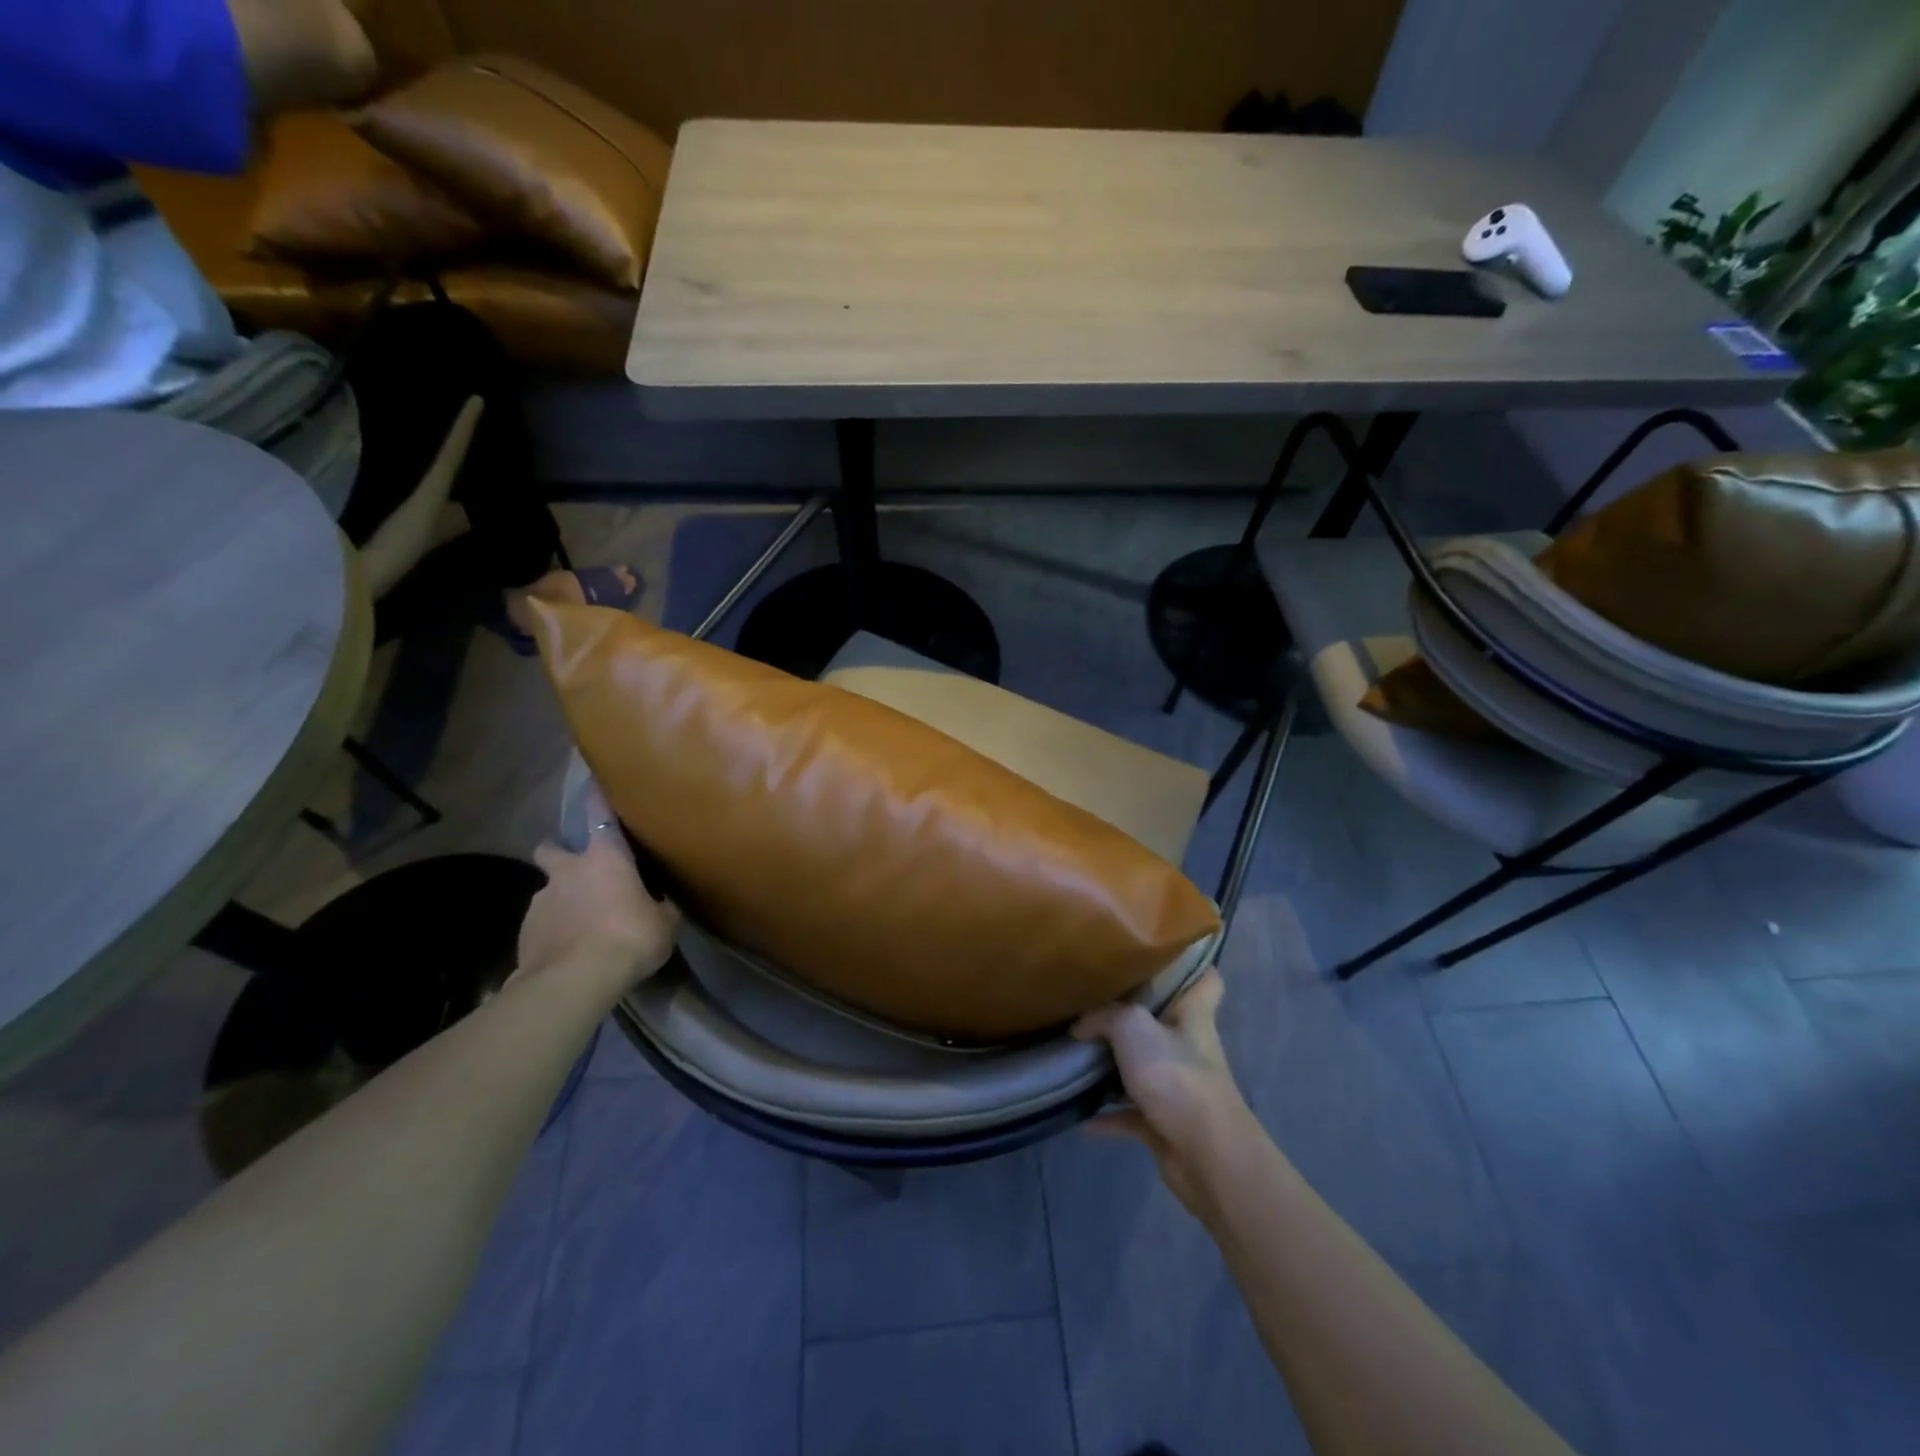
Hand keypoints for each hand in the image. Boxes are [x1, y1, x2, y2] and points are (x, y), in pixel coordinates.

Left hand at [517, 788, 679, 991]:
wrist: (576, 979)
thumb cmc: (630, 937)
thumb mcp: (665, 923)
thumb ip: (661, 907)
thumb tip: (663, 904)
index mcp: (605, 856)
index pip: (599, 814)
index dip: (597, 798)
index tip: (594, 785)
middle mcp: (568, 869)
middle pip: (552, 848)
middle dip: (560, 853)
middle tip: (578, 870)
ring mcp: (540, 900)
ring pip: (547, 889)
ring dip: (560, 898)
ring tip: (578, 922)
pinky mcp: (524, 931)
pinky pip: (541, 922)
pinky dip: (553, 929)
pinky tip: (567, 948)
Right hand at [1072, 970, 1252, 1212]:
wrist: (1206, 1156)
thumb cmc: (1177, 1076)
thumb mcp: (1133, 1027)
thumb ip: (1104, 1017)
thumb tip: (1080, 1026)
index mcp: (1193, 1016)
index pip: (1205, 980)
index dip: (1190, 966)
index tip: (1159, 954)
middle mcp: (1189, 1048)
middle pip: (1165, 1022)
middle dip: (1134, 1014)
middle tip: (1097, 1000)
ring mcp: (1180, 1088)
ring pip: (1144, 1067)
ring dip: (1116, 1065)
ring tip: (1078, 1053)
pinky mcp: (1166, 1124)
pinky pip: (1129, 1113)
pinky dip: (1106, 1114)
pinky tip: (1077, 1113)